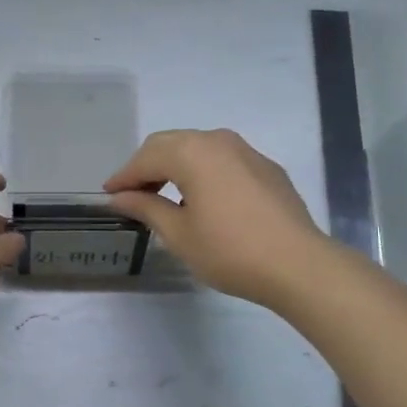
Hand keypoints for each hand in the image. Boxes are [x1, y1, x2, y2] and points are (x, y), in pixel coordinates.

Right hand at [105, 129, 329, 308]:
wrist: (298, 265)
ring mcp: (247, 151)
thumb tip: (120, 197)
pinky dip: (203, 172)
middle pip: (170, 144)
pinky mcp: (266, 168)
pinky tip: (202, 198)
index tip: (108, 194)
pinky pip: (222, 160)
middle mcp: (218, 141)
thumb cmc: (230, 251)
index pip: (146, 158)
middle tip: (132, 194)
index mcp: (192, 152)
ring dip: (175, 166)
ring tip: (163, 196)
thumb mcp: (179, 234)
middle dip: (147, 166)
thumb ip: (146, 208)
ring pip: (198, 148)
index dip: (124, 176)